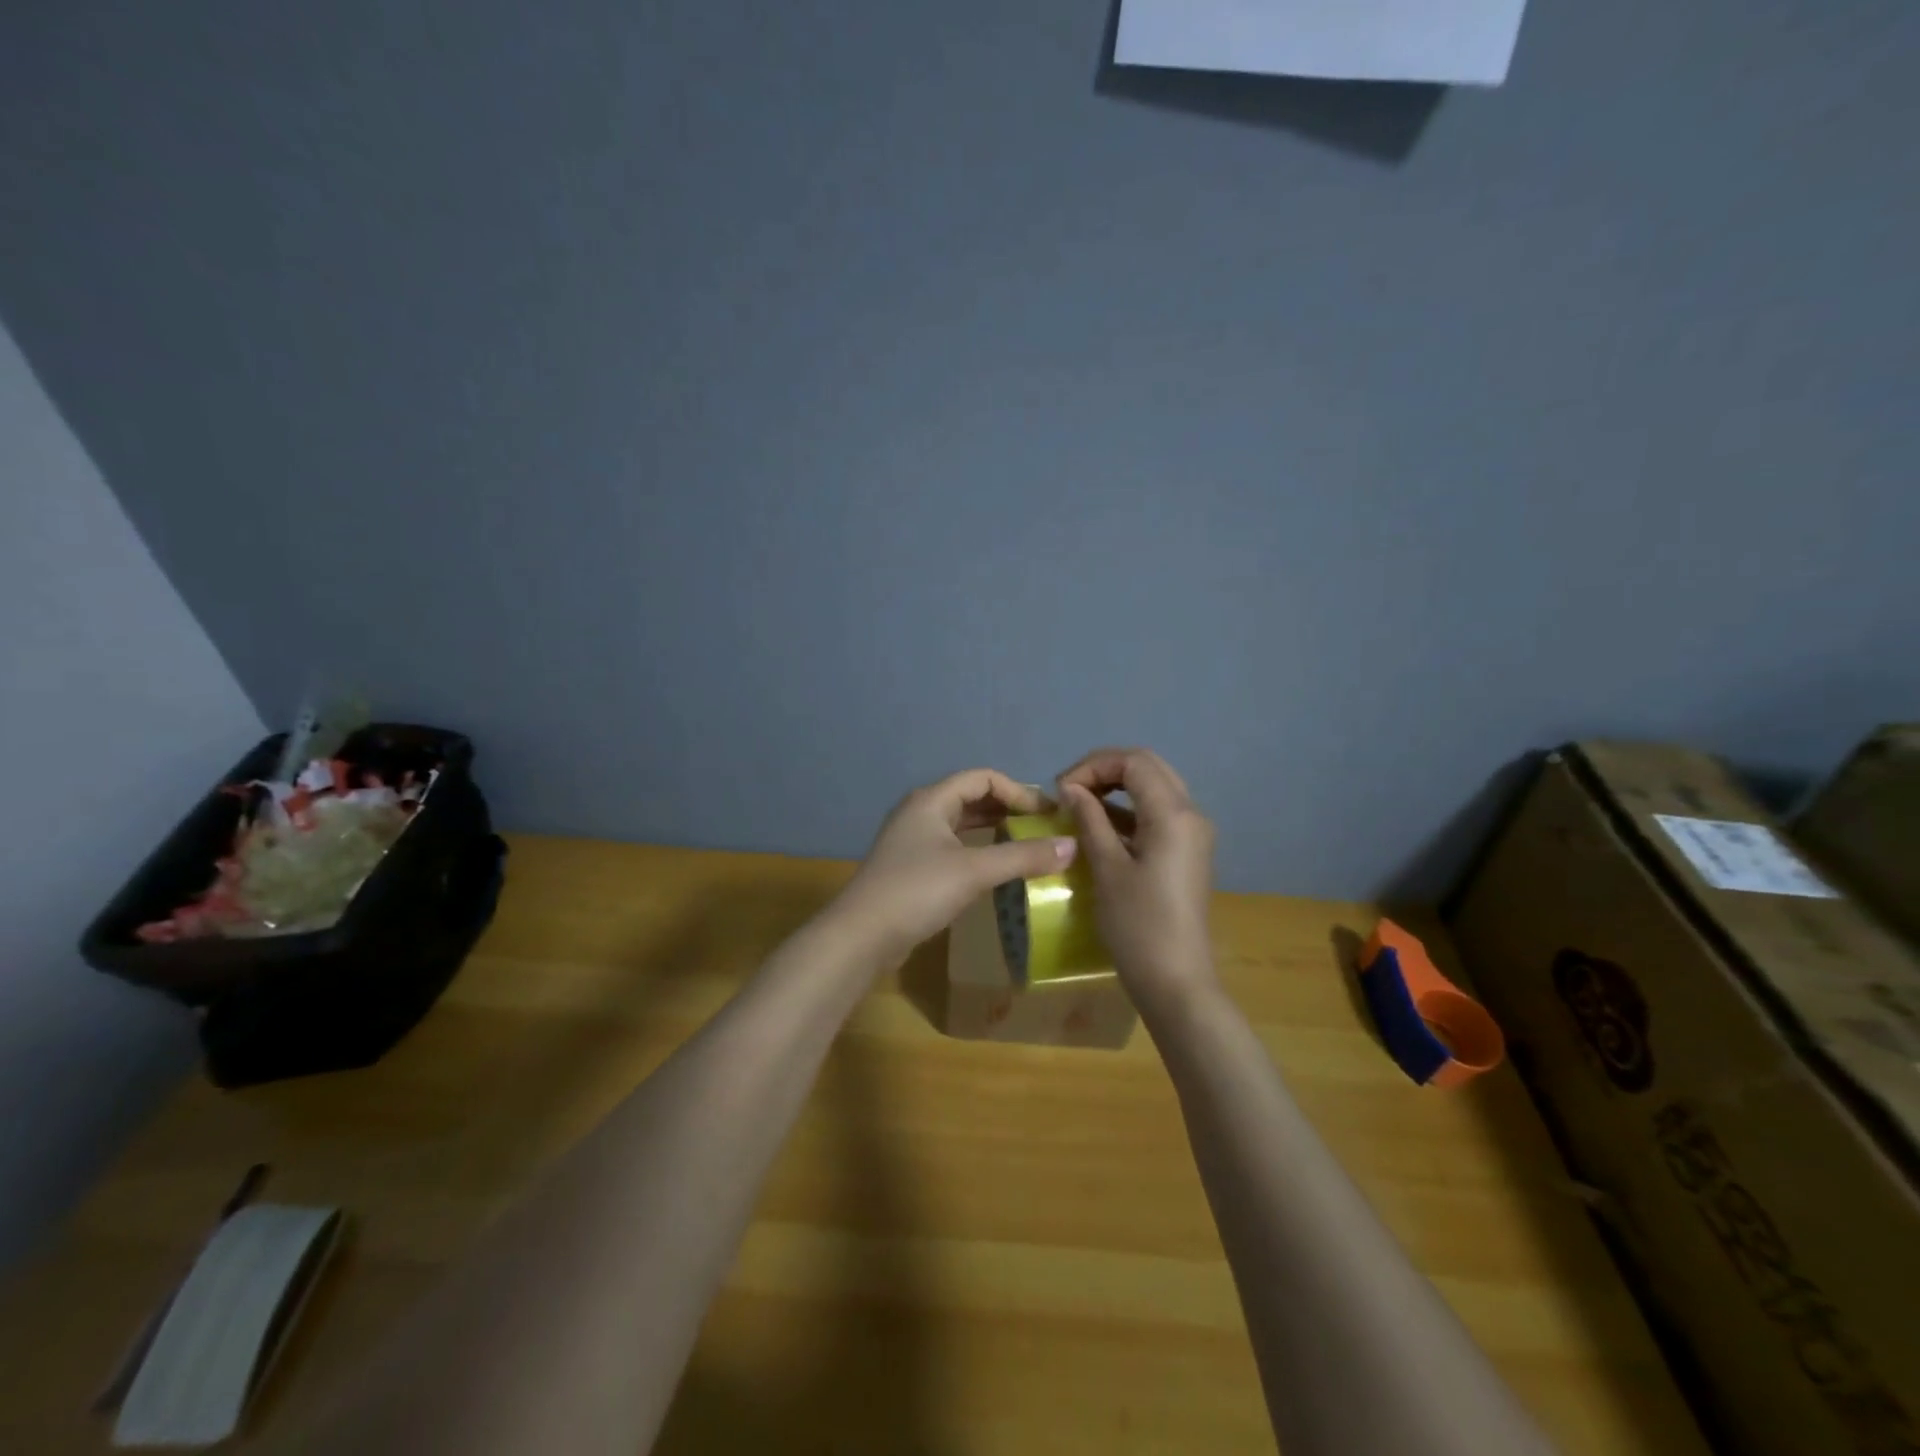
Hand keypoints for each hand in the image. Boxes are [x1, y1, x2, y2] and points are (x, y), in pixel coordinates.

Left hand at [830, 768, 1077, 962]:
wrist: (862, 936)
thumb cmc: (917, 891)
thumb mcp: (975, 871)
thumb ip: (1023, 856)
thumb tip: (1072, 846)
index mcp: (932, 800)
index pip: (983, 778)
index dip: (1018, 791)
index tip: (1047, 815)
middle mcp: (921, 812)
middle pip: (972, 798)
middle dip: (1009, 809)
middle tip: (1043, 829)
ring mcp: (914, 840)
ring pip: (962, 824)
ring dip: (994, 830)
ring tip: (1028, 845)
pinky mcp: (912, 867)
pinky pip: (954, 847)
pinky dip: (979, 850)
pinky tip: (997, 869)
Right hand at [1058, 748, 1218, 1013]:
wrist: (1177, 982)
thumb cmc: (1139, 926)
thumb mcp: (1107, 868)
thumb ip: (1090, 820)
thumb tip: (1071, 788)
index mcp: (1174, 814)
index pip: (1133, 761)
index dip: (1092, 765)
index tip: (1061, 789)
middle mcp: (1191, 814)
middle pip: (1147, 767)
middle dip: (1105, 770)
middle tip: (1068, 790)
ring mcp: (1193, 834)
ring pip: (1154, 788)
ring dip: (1116, 788)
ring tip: (1078, 805)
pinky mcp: (1186, 852)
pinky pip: (1157, 813)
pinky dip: (1127, 810)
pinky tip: (1098, 826)